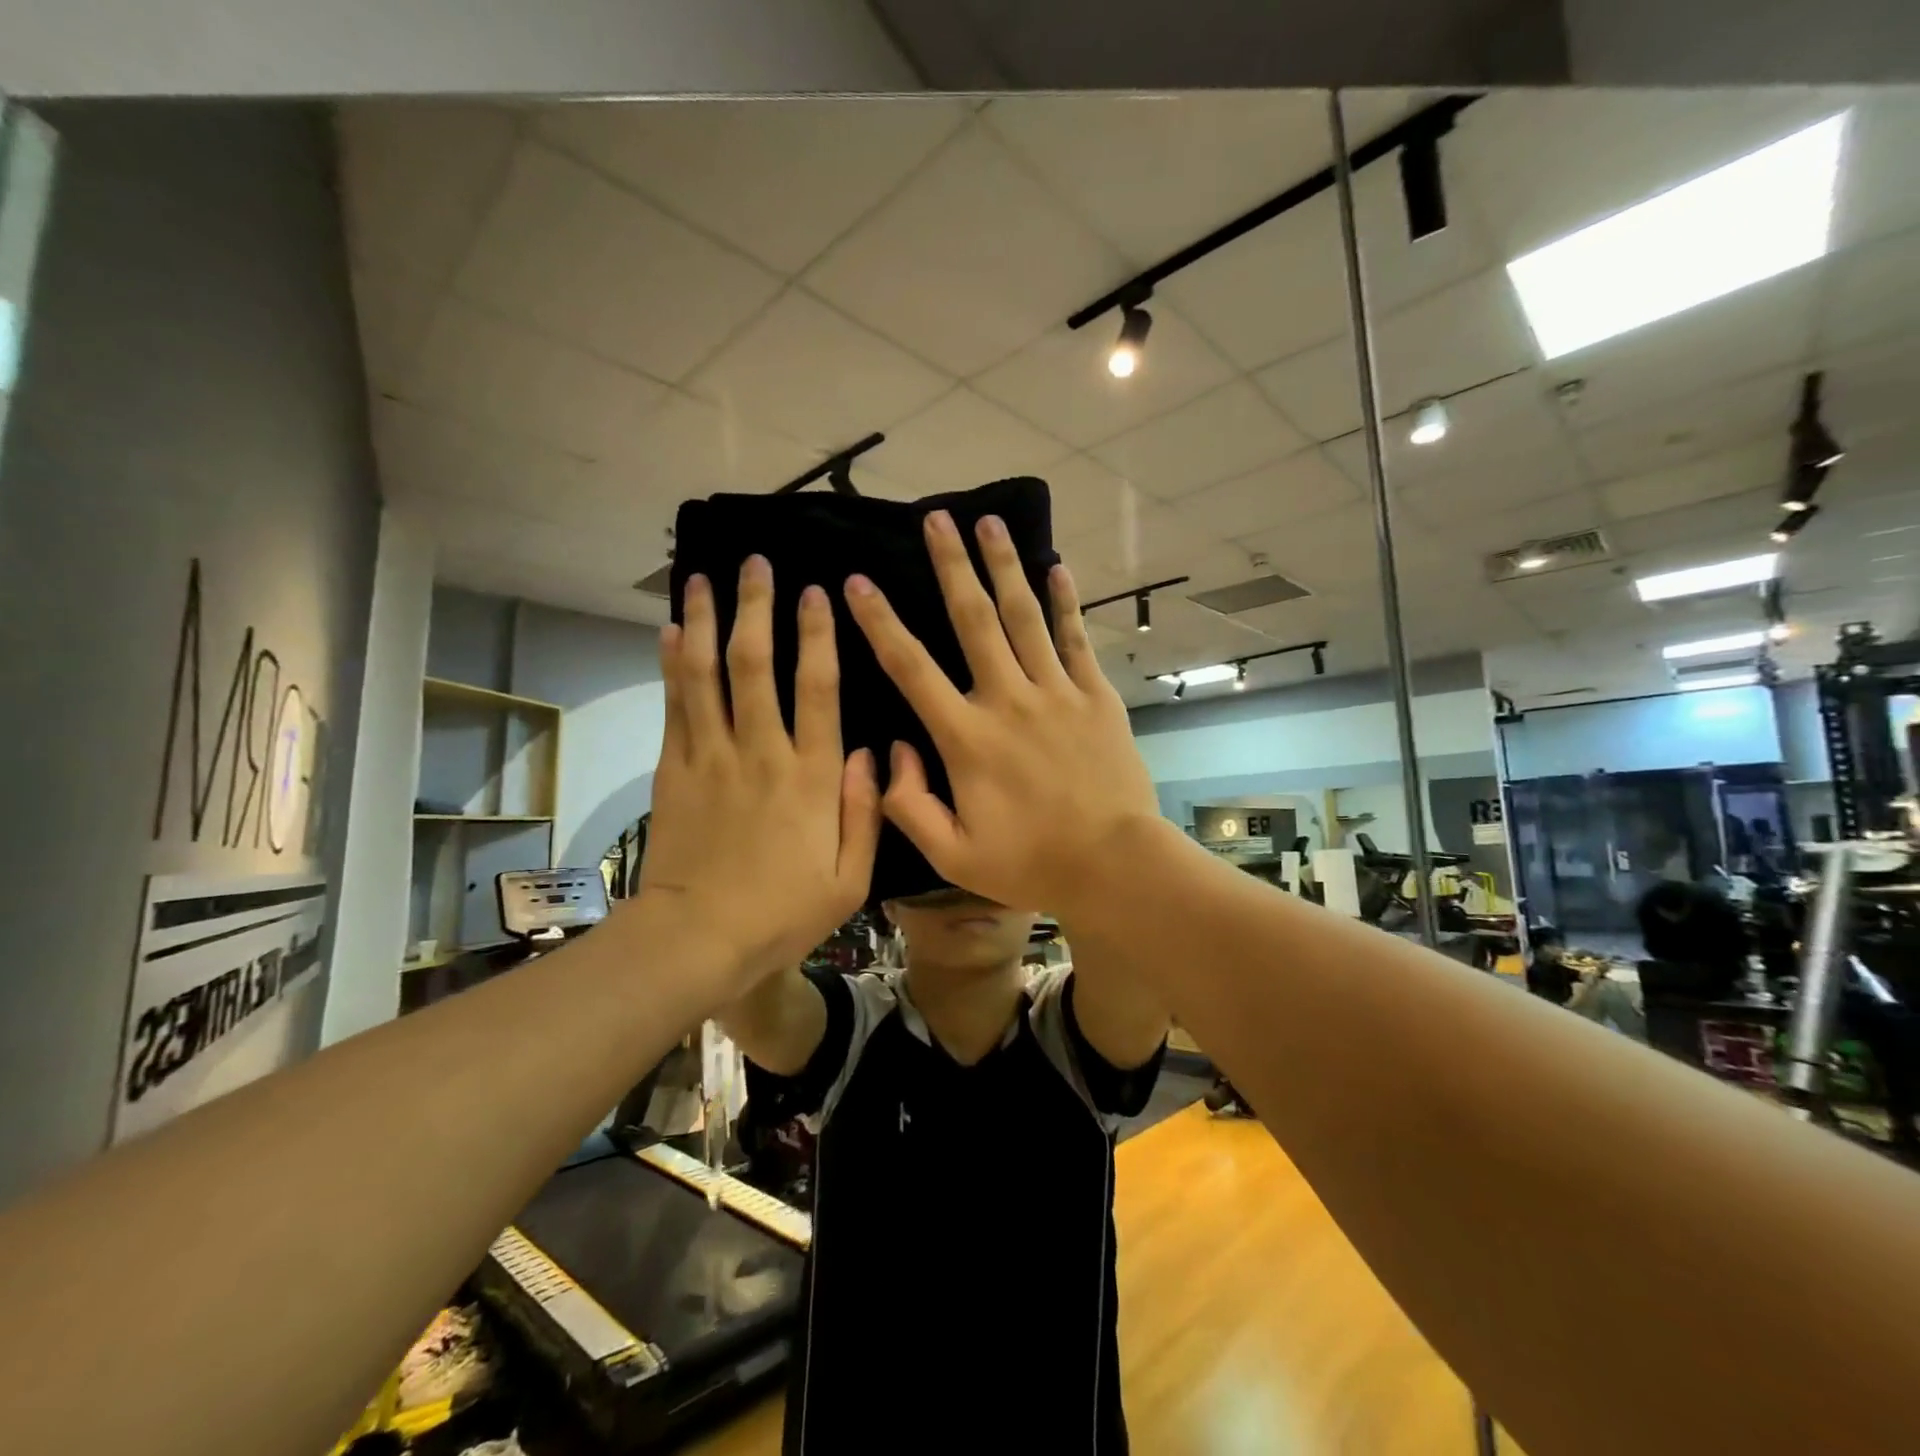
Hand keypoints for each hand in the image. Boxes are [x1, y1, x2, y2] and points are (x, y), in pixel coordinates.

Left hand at [636, 557, 879, 995]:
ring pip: (708, 674)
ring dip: (708, 621)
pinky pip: (674, 706)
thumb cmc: (783, 913)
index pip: (818, 688)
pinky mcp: (674, 770)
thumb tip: (870, 752)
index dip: (818, 636)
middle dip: (758, 608)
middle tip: (756, 564)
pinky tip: (673, 631)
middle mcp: (761, 752)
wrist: (698, 940)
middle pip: (757, 665)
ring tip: (704, 577)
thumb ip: (865, 811)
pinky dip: (673, 665)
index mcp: (811, 777)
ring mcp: (711, 758)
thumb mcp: (850, 878)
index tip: (817, 593)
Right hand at [842, 509, 1166, 919]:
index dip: (880, 623)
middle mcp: (1008, 699)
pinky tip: (1056, 568)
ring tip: (989, 522)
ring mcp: (1056, 692)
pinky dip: (1065, 602)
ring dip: (1004, 566)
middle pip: (973, 620)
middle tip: (936, 518)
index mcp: (966, 737)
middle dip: (951, 565)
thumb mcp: (952, 854)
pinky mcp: (1094, 696)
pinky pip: (1075, 639)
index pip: (911, 668)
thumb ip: (908, 805)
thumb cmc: (1030, 862)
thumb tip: (894, 751)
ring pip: (1024, 616)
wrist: (1113, 864)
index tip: (858, 583)